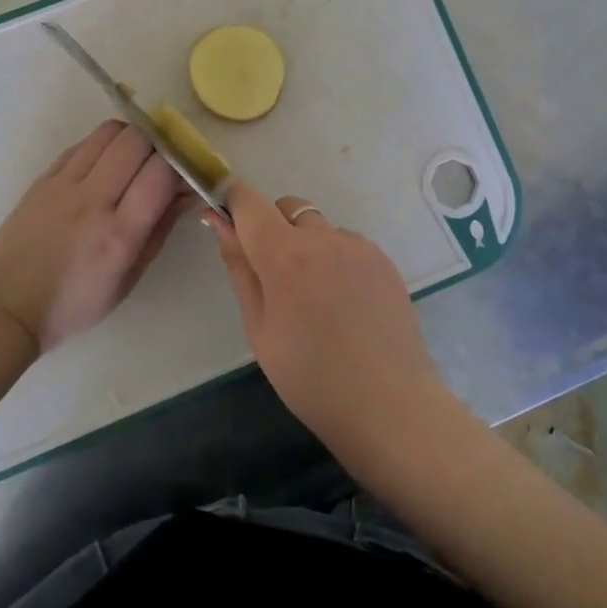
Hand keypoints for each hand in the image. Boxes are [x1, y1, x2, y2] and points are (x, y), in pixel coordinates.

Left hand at [0, 120, 186, 351]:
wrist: (5, 306)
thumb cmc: (73, 304)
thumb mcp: (128, 279)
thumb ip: (160, 230)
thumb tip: (187, 192)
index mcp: (119, 235)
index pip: (160, 174)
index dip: (181, 165)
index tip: (186, 171)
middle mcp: (92, 201)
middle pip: (136, 141)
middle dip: (159, 144)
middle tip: (162, 159)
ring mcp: (64, 185)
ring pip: (109, 132)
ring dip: (131, 136)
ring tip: (135, 156)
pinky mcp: (43, 178)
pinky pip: (81, 144)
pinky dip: (102, 146)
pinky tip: (104, 164)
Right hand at [207, 182, 451, 460]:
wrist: (389, 406)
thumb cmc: (310, 378)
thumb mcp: (259, 328)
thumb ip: (239, 267)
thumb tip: (218, 221)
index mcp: (284, 254)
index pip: (249, 201)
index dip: (233, 202)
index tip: (228, 222)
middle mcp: (322, 237)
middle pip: (287, 207)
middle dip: (272, 228)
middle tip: (276, 278)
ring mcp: (358, 245)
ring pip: (319, 227)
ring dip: (308, 245)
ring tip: (317, 299)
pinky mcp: (383, 259)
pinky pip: (348, 244)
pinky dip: (336, 259)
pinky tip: (345, 303)